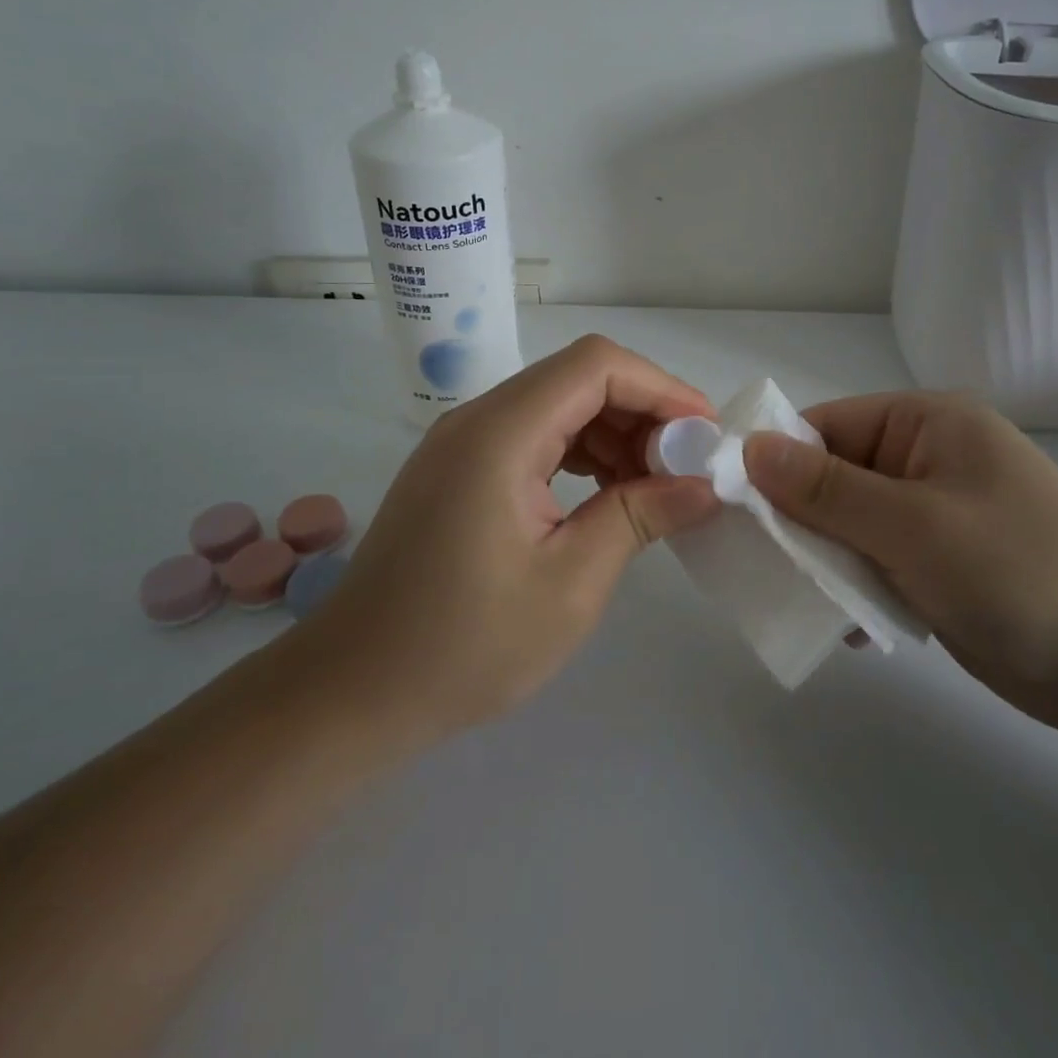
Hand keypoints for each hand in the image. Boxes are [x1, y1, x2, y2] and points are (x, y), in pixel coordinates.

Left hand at [312, 336, 719, 736]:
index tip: (705, 435)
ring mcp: (462, 443)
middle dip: (642, 412)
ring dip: (614, 433)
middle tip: (685, 468)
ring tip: (653, 487)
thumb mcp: (571, 584)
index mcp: (499, 434)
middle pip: (578, 378)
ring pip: (558, 405)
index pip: (595, 365)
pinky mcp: (458, 470)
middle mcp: (477, 420)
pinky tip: (606, 494)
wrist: (352, 692)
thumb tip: (704, 484)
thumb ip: (640, 517)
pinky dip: (580, 453)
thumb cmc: (464, 646)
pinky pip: (533, 436)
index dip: (661, 387)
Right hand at [742, 392, 1057, 734]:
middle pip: (833, 477)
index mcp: (926, 425)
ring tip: (802, 601)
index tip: (733, 508)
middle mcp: (926, 461)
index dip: (776, 461)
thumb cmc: (1022, 573)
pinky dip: (855, 590)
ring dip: (824, 561)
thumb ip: (828, 490)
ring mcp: (934, 516)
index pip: (826, 427)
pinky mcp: (939, 566)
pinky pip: (875, 564)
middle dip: (798, 520)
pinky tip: (849, 629)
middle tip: (760, 564)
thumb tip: (750, 449)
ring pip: (849, 526)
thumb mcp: (915, 525)